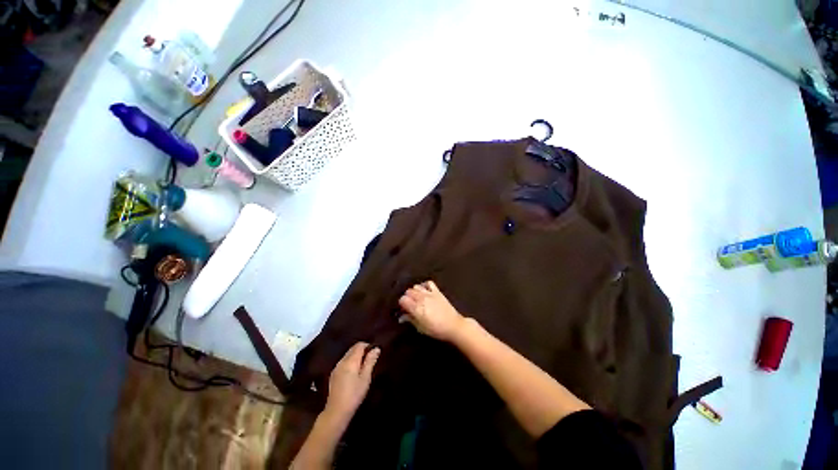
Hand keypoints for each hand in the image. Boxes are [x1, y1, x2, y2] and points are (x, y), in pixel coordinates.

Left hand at [324, 342, 379, 422]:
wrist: (336, 412)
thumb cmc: (354, 395)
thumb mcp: (366, 378)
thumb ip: (370, 361)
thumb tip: (376, 348)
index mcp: (351, 360)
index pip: (359, 345)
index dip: (368, 345)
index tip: (374, 352)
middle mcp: (342, 361)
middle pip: (352, 349)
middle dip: (362, 350)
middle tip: (370, 359)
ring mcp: (336, 368)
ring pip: (347, 355)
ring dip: (355, 356)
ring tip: (363, 366)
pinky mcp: (333, 375)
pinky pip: (343, 362)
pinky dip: (350, 362)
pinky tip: (353, 373)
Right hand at [398, 280, 465, 341]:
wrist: (453, 325)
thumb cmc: (436, 330)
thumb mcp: (421, 328)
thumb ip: (410, 320)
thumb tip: (402, 316)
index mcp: (417, 308)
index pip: (403, 299)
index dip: (402, 304)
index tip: (404, 309)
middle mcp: (422, 298)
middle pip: (408, 291)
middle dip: (407, 297)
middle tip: (410, 304)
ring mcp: (430, 293)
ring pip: (416, 286)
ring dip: (414, 291)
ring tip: (417, 298)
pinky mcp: (437, 291)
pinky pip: (428, 283)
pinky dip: (424, 285)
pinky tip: (425, 291)